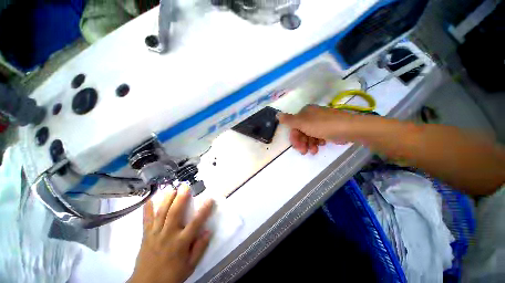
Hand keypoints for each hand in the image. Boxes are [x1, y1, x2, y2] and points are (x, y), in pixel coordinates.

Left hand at [128, 187, 214, 282]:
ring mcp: (155, 234)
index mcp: (181, 243)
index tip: (210, 198)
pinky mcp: (146, 235)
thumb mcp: (190, 266)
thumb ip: (200, 248)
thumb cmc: (172, 275)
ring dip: (166, 200)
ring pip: (161, 213)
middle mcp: (168, 235)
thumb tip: (208, 231)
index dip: (204, 210)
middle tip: (185, 186)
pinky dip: (147, 209)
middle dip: (180, 198)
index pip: (195, 223)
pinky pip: (146, 220)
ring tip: (171, 188)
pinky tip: (149, 199)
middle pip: (175, 213)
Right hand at [278, 105, 356, 154]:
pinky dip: (317, 142)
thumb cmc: (323, 125)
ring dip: (309, 144)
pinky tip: (321, 145)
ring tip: (314, 151)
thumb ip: (289, 120)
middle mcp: (312, 116)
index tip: (297, 147)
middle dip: (302, 142)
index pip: (294, 126)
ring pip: (309, 135)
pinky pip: (318, 136)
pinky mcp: (328, 128)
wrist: (350, 128)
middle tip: (304, 152)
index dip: (294, 137)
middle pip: (301, 131)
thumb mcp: (303, 123)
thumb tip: (277, 114)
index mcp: (305, 112)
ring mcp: (321, 122)